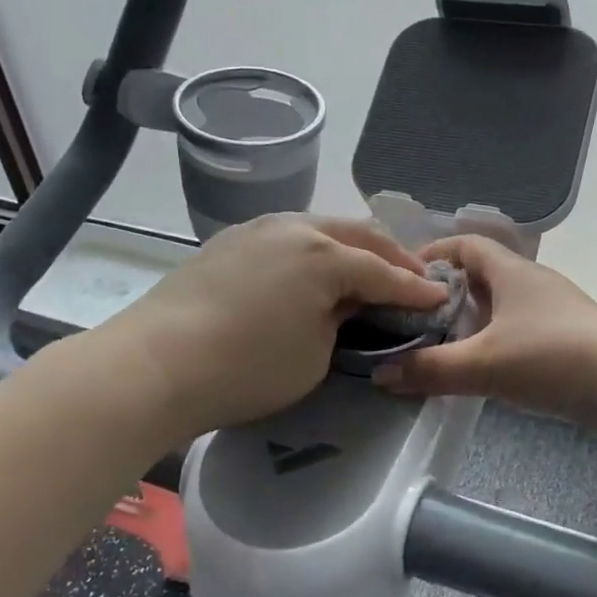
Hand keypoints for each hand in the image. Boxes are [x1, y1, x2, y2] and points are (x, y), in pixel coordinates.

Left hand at [101, 213, 446, 439]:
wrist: (155, 364)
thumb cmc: (246, 368)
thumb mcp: (315, 355)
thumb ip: (343, 321)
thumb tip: (346, 302)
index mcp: (324, 255)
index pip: (384, 273)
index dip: (416, 289)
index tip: (442, 298)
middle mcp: (295, 227)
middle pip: (358, 235)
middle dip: (391, 256)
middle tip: (415, 276)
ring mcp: (258, 228)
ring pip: (321, 228)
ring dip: (353, 246)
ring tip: (371, 268)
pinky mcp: (231, 240)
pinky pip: (290, 236)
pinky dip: (316, 249)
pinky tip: (317, 267)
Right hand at [372, 235, 596, 430]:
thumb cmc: (553, 358)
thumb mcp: (484, 364)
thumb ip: (431, 369)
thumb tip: (379, 374)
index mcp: (511, 271)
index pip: (467, 244)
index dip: (434, 253)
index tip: (403, 275)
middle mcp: (531, 283)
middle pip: (481, 275)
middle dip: (446, 293)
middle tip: (411, 318)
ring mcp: (552, 311)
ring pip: (500, 306)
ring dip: (470, 320)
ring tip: (437, 345)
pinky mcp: (565, 340)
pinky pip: (517, 331)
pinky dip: (493, 342)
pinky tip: (480, 368)